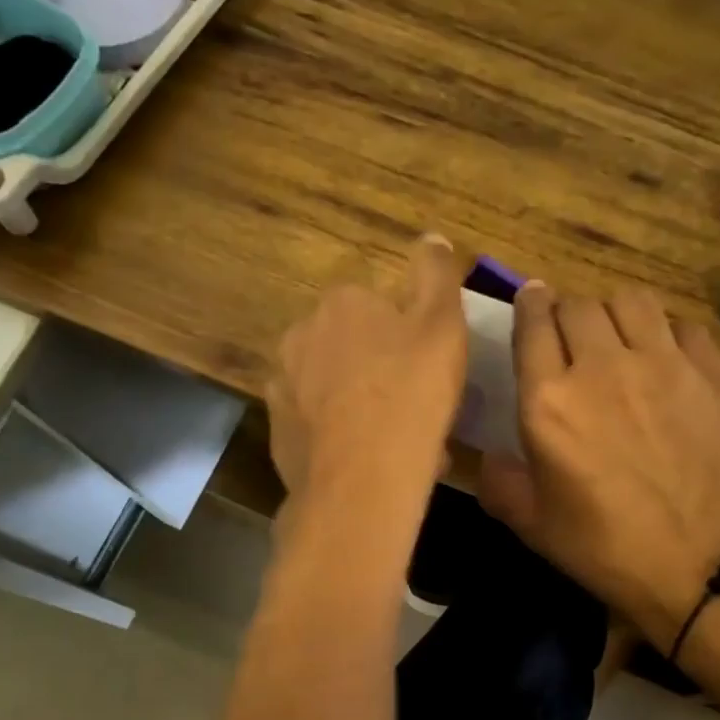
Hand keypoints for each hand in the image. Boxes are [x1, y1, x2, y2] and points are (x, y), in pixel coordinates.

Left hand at [267, 234, 465, 511]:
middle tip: (415, 406)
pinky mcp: (277, 429)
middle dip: (379, 368)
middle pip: (351, 345)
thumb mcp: (443, 326)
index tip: (429, 369)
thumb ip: (436, 274)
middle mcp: (302, 333)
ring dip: (359, 402)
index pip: (378, 306)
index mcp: (342, 303)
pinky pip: (316, 423)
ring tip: (394, 440)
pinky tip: (365, 460)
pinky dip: (337, 433)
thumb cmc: (410, 396)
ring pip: (332, 385)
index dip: (407, 337)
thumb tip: (432, 238)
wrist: (361, 481)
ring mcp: (283, 383)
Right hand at [480, 284, 719, 646]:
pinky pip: (682, 326)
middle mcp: (602, 367)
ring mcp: (663, 365)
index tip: (531, 303)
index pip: (532, 323)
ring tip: (617, 337)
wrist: (703, 565)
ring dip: (614, 312)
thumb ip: (500, 482)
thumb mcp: (533, 524)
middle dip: (566, 312)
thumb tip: (489, 457)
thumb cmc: (607, 548)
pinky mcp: (710, 373)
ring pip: (631, 301)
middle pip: (578, 304)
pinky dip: (665, 333)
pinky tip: (665, 359)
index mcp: (549, 402)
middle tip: (570, 337)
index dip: (529, 306)